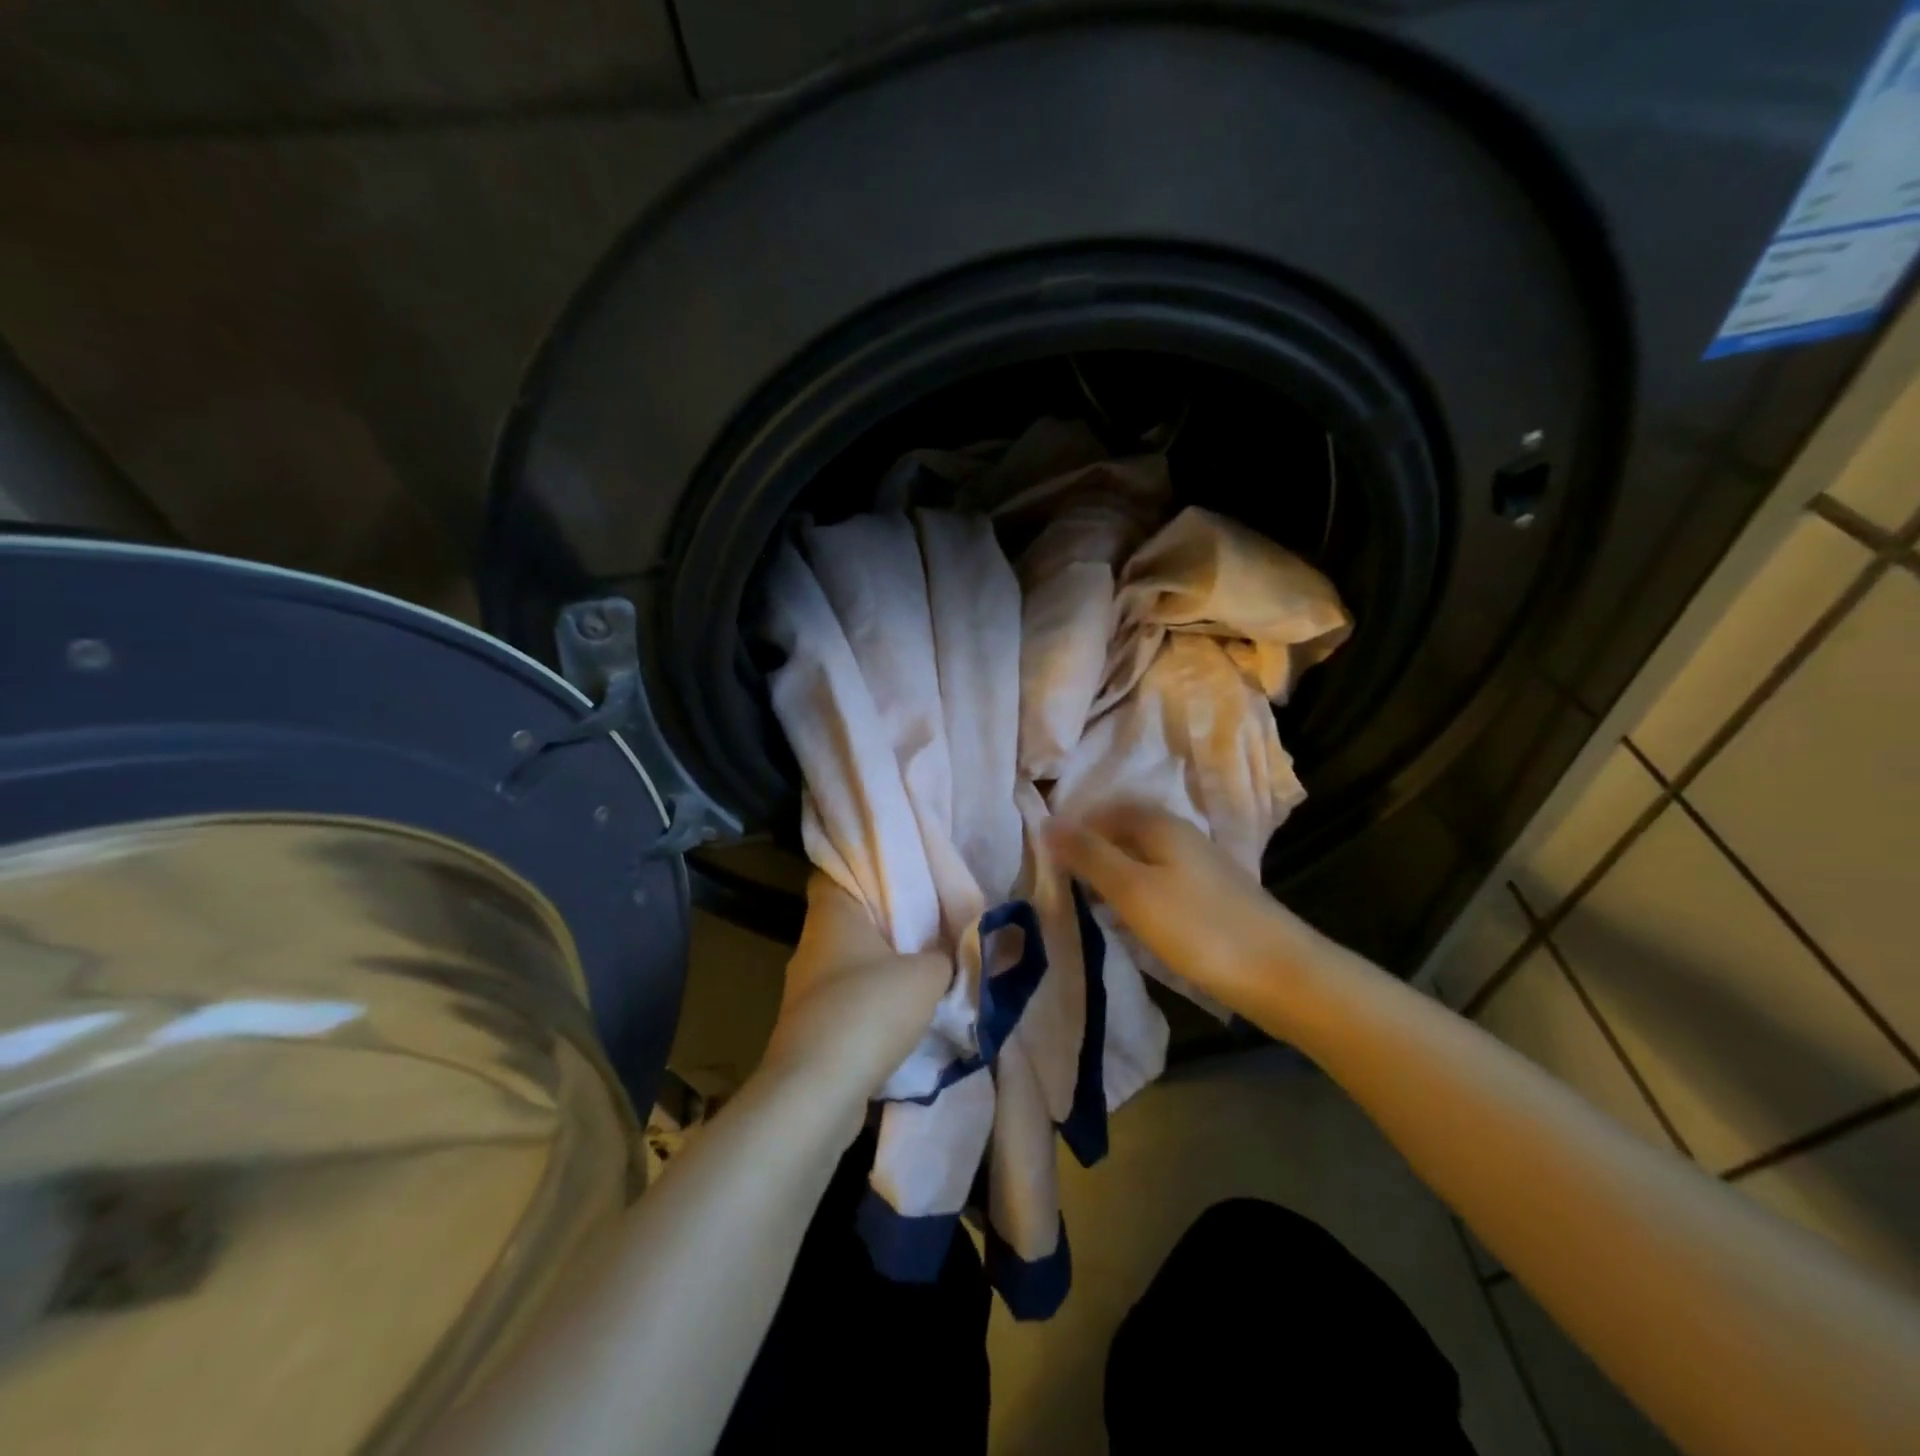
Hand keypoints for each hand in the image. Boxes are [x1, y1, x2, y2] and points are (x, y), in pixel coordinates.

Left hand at [762, 875, 949, 1106]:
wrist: (818, 1091)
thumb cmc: (869, 1010)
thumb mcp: (928, 975)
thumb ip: (945, 955)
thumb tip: (949, 953)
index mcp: (831, 915)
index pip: (835, 870)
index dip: (864, 866)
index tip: (899, 871)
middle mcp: (810, 945)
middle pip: (848, 919)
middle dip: (884, 922)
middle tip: (926, 921)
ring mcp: (805, 989)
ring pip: (848, 963)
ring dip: (879, 967)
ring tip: (921, 969)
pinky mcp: (808, 1028)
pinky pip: (846, 1001)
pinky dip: (870, 1005)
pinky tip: (901, 1015)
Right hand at [1043, 803, 1317, 1020]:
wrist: (1280, 974)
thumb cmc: (1198, 928)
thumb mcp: (1133, 890)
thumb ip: (1090, 855)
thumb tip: (1048, 822)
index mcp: (1160, 824)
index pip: (1104, 810)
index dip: (1074, 829)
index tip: (1047, 860)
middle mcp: (1181, 835)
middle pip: (1123, 832)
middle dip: (1091, 852)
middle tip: (1061, 883)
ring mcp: (1199, 866)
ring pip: (1141, 858)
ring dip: (1112, 875)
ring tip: (1087, 904)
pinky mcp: (1210, 896)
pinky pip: (1159, 881)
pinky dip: (1135, 894)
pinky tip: (1129, 919)